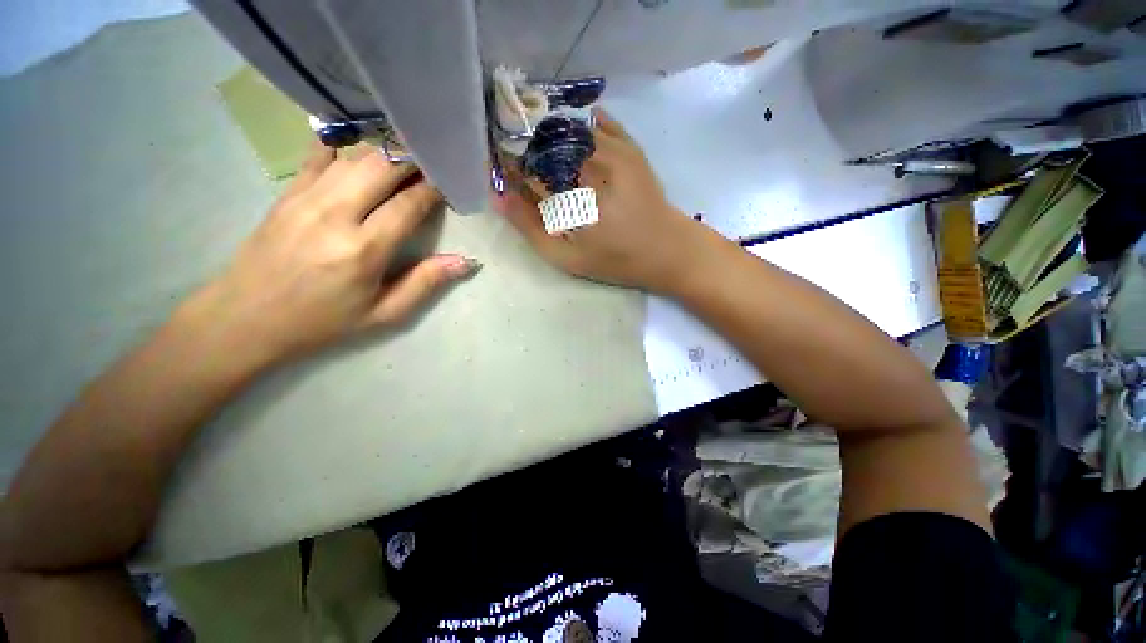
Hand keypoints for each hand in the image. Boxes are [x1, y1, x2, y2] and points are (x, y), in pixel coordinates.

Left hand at [184, 142, 478, 368]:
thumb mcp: (384, 313)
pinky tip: (361, 149)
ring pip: (354, 156)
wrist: (246, 318)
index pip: (409, 203)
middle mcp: (335, 214)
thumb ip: (426, 283)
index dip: (435, 189)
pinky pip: (319, 155)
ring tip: (407, 159)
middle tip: (434, 164)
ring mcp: (306, 198)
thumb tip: (467, 261)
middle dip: (414, 160)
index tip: (452, 183)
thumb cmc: (323, 321)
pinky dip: (345, 147)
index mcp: (363, 249)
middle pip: (382, 167)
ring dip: (386, 153)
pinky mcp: (287, 192)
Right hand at [498, 109, 711, 293]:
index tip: (498, 171)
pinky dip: (577, 128)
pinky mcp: (630, 145)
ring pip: (565, 128)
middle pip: (541, 141)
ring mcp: (612, 147)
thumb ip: (531, 229)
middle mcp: (587, 161)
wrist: (668, 249)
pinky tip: (571, 143)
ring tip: (543, 157)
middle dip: (523, 147)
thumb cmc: (617, 259)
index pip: (523, 165)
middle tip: (519, 164)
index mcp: (570, 191)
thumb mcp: (569, 258)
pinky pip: (596, 122)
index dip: (505, 164)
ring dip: (547, 137)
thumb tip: (498, 197)